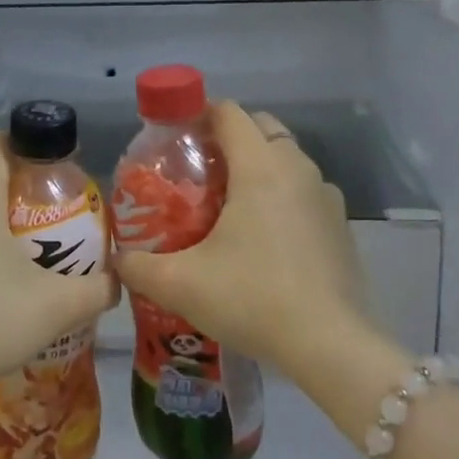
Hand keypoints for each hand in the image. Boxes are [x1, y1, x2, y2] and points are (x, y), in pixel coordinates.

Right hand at [115, 103, 374, 375]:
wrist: (330, 346)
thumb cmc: (252, 299)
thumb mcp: (181, 285)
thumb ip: (139, 267)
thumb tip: (117, 259)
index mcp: (260, 167)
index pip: (229, 112)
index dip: (199, 114)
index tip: (176, 136)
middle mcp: (297, 169)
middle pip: (261, 128)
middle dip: (229, 138)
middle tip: (199, 171)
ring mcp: (325, 196)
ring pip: (286, 160)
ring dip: (258, 167)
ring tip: (228, 205)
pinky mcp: (341, 225)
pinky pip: (304, 191)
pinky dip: (282, 196)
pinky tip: (264, 239)